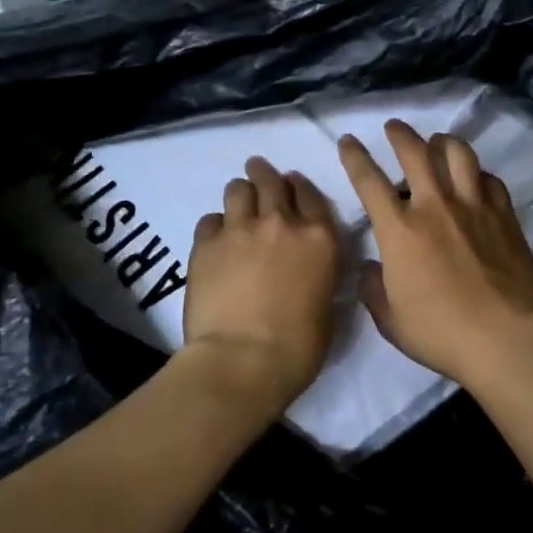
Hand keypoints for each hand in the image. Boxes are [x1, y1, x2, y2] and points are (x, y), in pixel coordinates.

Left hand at [181, 157, 340, 414]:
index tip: (291, 183)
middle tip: (257, 171)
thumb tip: (308, 270)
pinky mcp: (206, 244)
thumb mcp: (327, 304)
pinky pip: (209, 220)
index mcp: (319, 238)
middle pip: (271, 181)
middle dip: (264, 173)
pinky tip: (214, 237)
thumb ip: (318, 274)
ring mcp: (241, 229)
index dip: (298, 186)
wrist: (244, 360)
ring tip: (236, 199)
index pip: (309, 194)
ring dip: (240, 192)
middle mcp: (282, 223)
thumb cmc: (298, 346)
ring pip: (238, 190)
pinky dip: (214, 225)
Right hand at [338, 121, 532, 387]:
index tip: (348, 141)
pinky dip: (478, 174)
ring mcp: (473, 206)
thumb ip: (374, 290)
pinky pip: (490, 180)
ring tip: (438, 141)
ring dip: (443, 141)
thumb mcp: (391, 320)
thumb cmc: (440, 333)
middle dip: (400, 134)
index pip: (369, 181)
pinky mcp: (504, 214)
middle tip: (394, 127)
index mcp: (400, 231)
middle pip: (415, 153)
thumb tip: (371, 268)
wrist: (503, 337)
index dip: (355, 157)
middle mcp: (435, 206)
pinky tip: (476, 180)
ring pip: (458, 154)